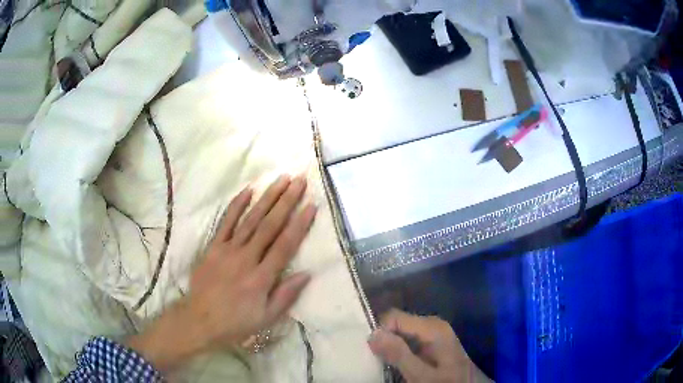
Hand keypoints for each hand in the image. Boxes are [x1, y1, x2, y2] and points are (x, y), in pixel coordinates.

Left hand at [128, 175, 316, 371]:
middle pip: (270, 225)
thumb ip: (286, 295)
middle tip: (299, 181)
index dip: (299, 224)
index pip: (285, 245)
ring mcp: (228, 250)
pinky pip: (226, 222)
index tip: (311, 205)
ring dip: (267, 197)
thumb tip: (307, 273)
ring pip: (251, 219)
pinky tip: (248, 190)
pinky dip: (237, 205)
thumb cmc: (236, 322)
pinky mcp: (214, 247)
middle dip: (287, 201)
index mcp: (261, 278)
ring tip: (281, 180)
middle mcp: (246, 259)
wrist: (200, 319)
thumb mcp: (266, 318)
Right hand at [368, 310, 490, 382]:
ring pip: (401, 333)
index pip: (393, 317)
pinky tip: (396, 364)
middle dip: (384, 340)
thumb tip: (372, 333)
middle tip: (376, 359)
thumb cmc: (447, 382)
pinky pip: (409, 341)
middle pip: (397, 324)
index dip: (380, 332)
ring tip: (384, 363)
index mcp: (432, 327)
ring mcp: (433, 333)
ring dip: (390, 347)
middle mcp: (432, 325)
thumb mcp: (421, 374)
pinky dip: (399, 351)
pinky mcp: (432, 343)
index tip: (372, 352)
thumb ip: (399, 354)